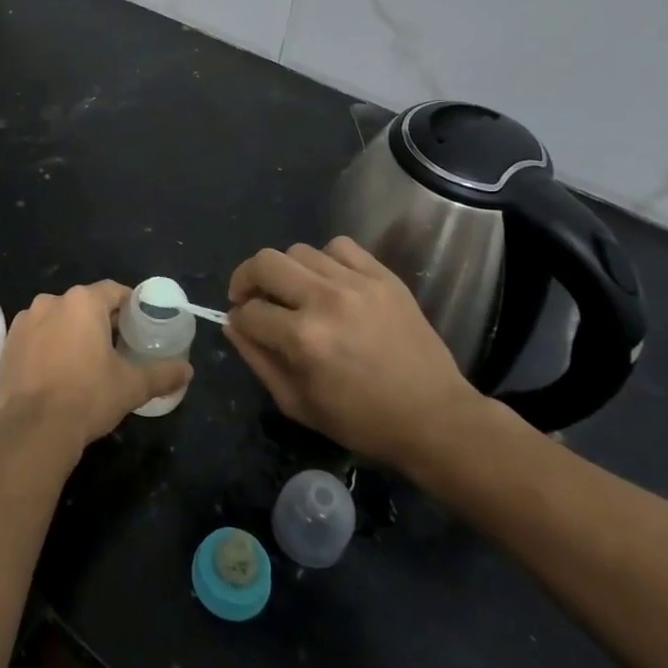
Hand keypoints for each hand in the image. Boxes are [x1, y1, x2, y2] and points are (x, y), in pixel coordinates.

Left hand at [0, 281, 192, 454]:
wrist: (33, 429)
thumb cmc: (88, 397)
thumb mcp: (132, 386)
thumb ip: (162, 373)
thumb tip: (188, 370)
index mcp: (82, 302)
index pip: (114, 291)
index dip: (130, 306)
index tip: (140, 326)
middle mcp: (51, 301)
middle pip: (84, 305)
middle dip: (101, 321)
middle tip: (117, 348)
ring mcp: (25, 321)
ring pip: (58, 320)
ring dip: (72, 333)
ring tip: (85, 363)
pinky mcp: (9, 343)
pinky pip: (36, 337)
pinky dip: (48, 347)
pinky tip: (58, 373)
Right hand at [226, 238, 483, 470]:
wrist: (435, 418)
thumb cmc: (362, 421)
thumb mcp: (297, 404)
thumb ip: (257, 360)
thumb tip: (232, 324)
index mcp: (302, 339)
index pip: (248, 311)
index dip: (239, 320)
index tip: (245, 326)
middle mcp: (325, 301)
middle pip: (264, 263)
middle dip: (246, 280)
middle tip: (251, 297)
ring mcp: (357, 283)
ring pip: (298, 251)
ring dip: (286, 271)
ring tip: (294, 292)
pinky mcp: (383, 276)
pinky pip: (340, 246)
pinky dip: (325, 259)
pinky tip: (329, 282)